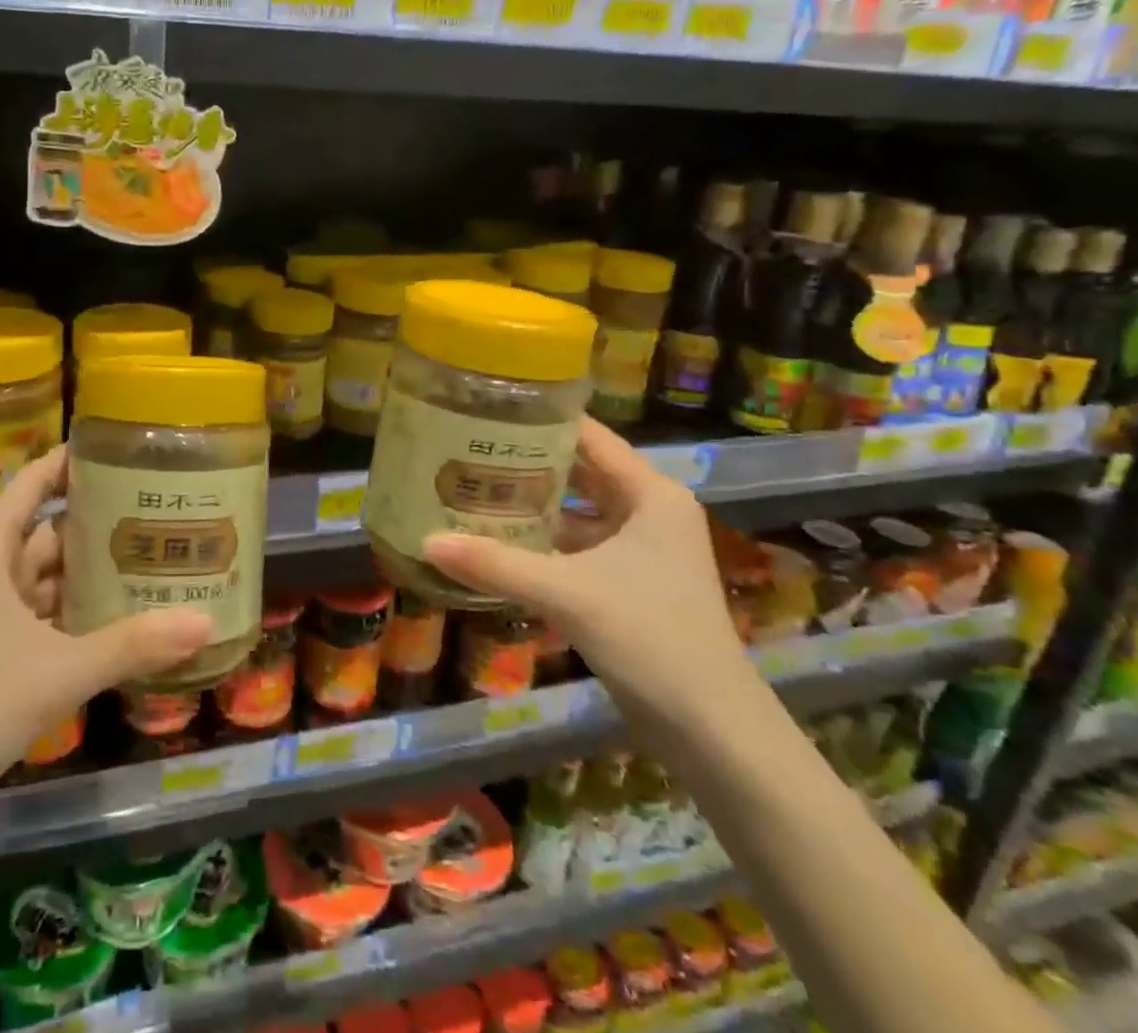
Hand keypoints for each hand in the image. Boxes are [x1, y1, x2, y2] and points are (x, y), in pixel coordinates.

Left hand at [0, 448, 211, 806]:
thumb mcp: (57, 671)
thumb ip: (132, 644)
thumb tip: (205, 623)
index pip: (34, 483)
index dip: (72, 461)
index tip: (124, 449)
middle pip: (52, 533)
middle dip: (102, 526)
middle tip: (164, 516)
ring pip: (51, 582)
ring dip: (94, 578)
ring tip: (157, 565)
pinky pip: (46, 623)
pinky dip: (81, 621)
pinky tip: (127, 626)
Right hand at [422, 419, 751, 723]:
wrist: (712, 730)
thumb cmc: (651, 638)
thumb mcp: (567, 593)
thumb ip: (495, 564)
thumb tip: (425, 542)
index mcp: (650, 494)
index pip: (589, 436)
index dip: (541, 418)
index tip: (487, 408)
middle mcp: (649, 511)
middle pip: (579, 471)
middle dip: (526, 462)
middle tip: (467, 448)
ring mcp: (642, 549)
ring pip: (577, 511)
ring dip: (532, 503)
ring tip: (473, 487)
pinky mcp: (630, 582)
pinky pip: (578, 545)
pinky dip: (543, 541)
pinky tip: (498, 541)